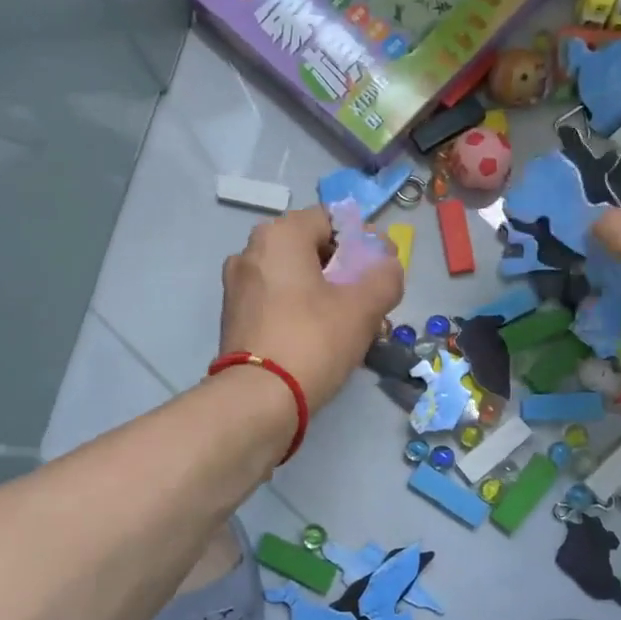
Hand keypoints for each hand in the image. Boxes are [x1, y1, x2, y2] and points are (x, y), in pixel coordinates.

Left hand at [220, 206, 403, 407]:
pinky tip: (319, 336)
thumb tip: (387, 267)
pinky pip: (275, 299)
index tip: (381, 269)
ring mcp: (237, 285)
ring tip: (348, 322)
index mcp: (280, 235)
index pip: (331, 220)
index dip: (362, 241)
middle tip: (368, 298)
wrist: (257, 399)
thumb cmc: (313, 341)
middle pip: (310, 248)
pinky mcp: (233, 316)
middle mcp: (251, 251)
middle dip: (343, 269)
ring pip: (292, 276)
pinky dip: (298, 308)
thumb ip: (385, 277)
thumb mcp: (364, 308)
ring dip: (322, 291)